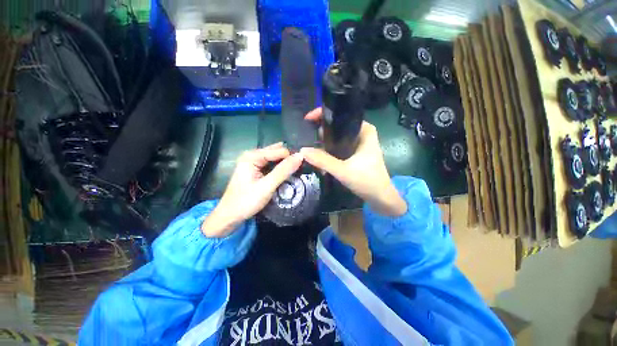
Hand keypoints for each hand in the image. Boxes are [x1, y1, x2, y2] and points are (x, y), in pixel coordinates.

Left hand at [201, 143, 303, 236]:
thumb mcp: (267, 186)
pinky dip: (280, 168)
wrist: (229, 216)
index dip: (292, 157)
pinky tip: (287, 173)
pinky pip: (271, 165)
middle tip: (302, 168)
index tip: (304, 166)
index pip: (279, 150)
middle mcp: (252, 155)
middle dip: (289, 159)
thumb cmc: (246, 201)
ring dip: (285, 164)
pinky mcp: (255, 170)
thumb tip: (300, 156)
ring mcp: (253, 162)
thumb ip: (283, 171)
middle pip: (276, 153)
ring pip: (275, 159)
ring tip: (298, 171)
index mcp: (252, 156)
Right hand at [300, 108, 406, 216]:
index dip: (323, 114)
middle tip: (308, 138)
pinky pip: (339, 146)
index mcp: (364, 130)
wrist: (380, 198)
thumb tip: (302, 150)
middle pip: (338, 125)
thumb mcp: (343, 170)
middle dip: (321, 131)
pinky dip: (329, 150)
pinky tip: (320, 157)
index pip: (341, 114)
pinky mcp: (355, 153)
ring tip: (312, 148)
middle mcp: (362, 133)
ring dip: (324, 142)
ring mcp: (358, 143)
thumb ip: (323, 161)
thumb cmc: (367, 181)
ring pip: (337, 137)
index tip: (308, 119)